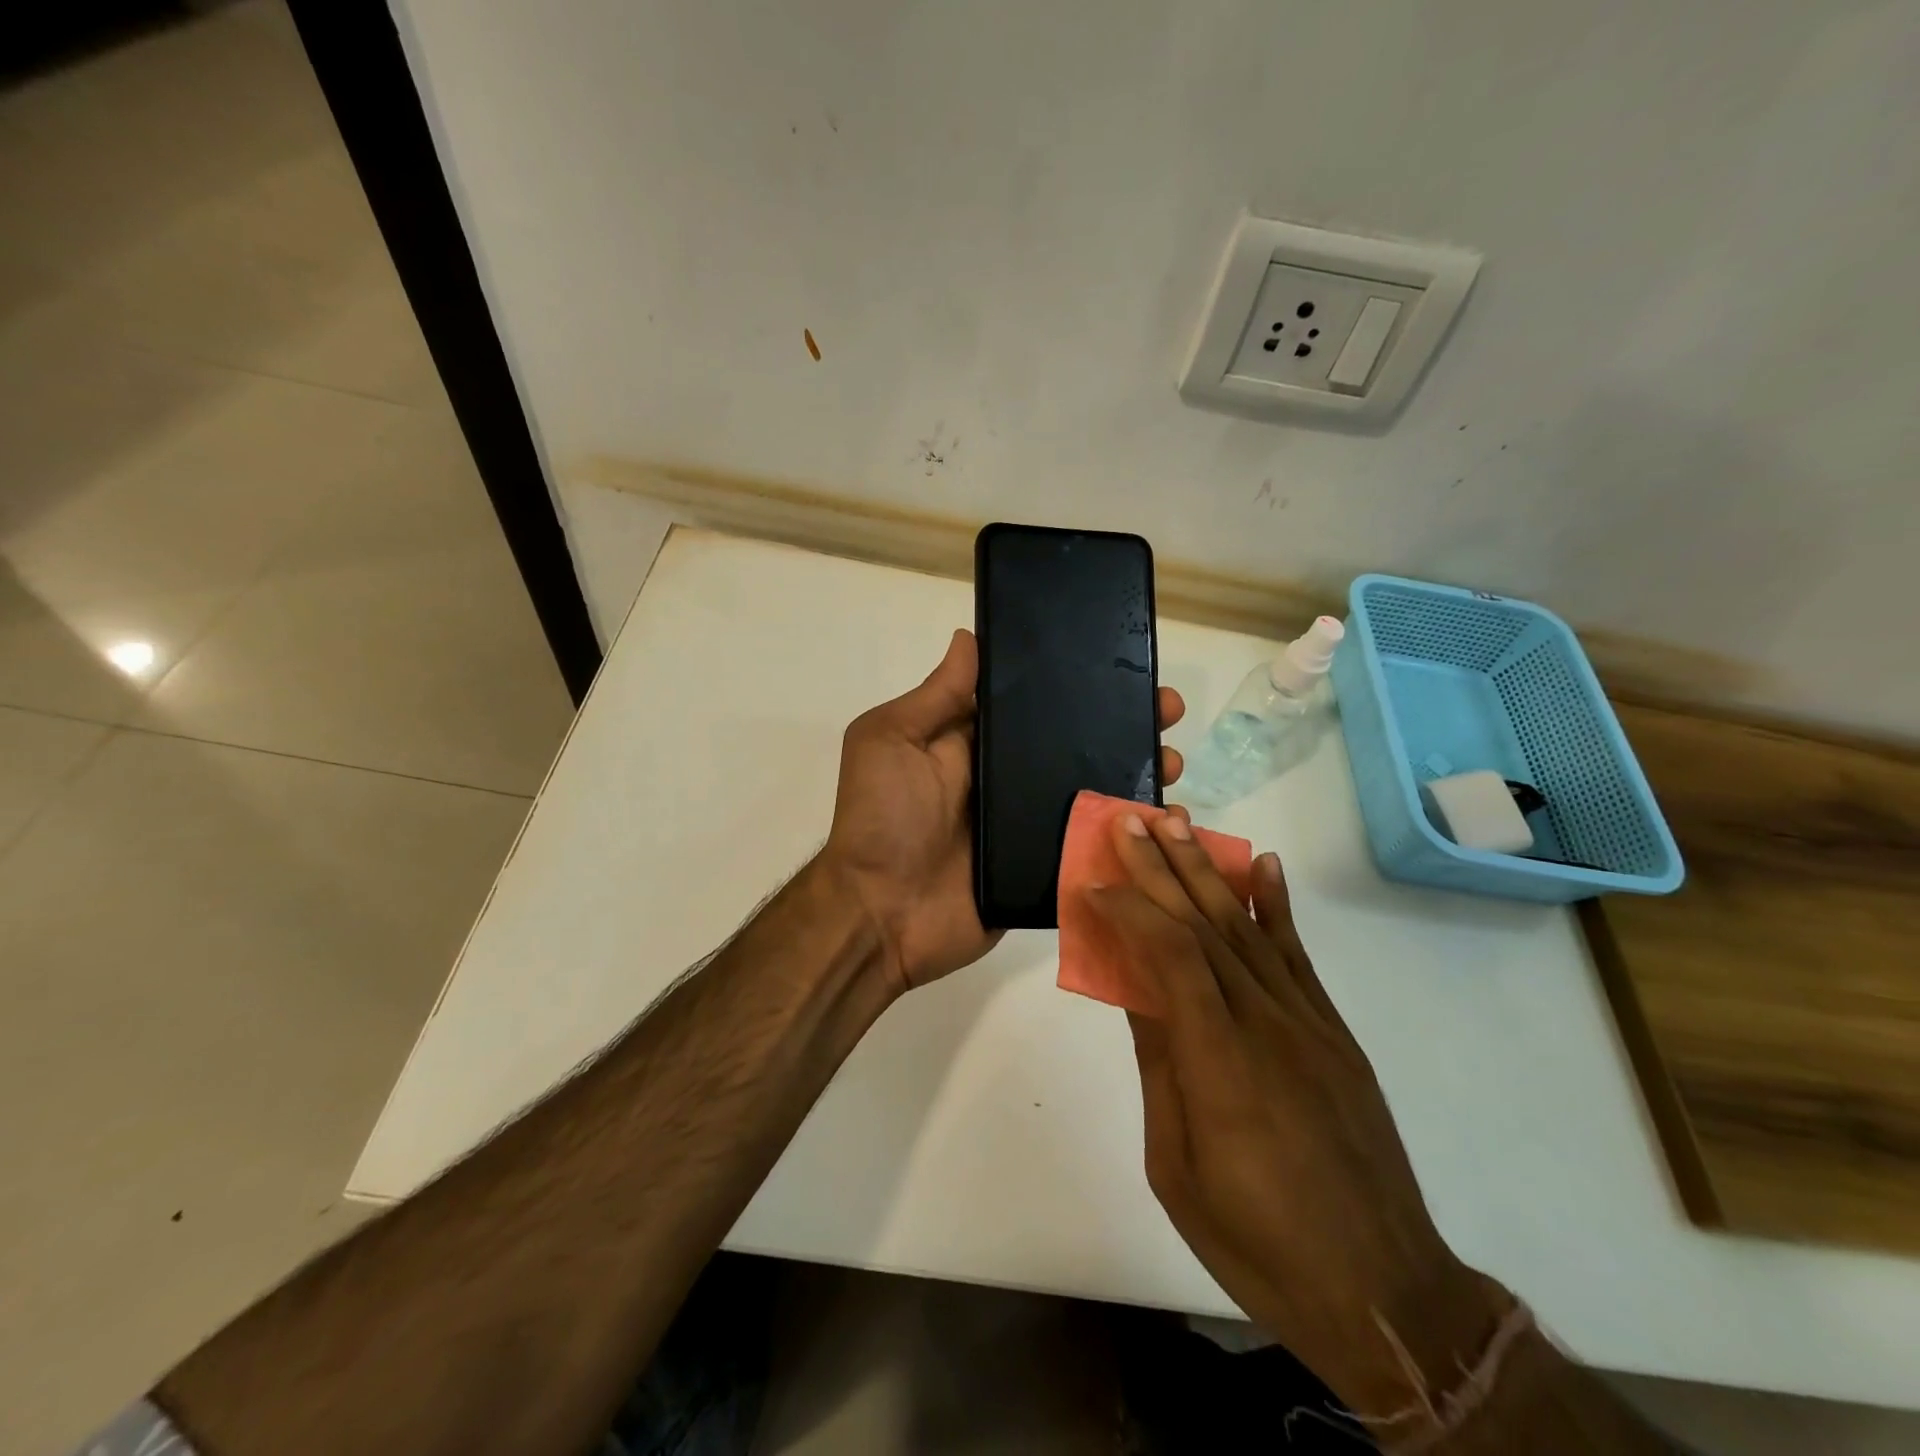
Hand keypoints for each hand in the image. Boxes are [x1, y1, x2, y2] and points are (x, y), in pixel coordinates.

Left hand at [822, 629, 1185, 992]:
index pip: (1037, 704)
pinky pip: (1094, 846)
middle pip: (1077, 745)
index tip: (1124, 666)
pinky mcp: (1045, 869)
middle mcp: (1009, 780)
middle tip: (1167, 713)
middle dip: (1124, 726)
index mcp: (977, 743)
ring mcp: (1031, 826)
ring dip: (1137, 775)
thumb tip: (970, 635)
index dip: (1079, 684)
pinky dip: (1129, 834)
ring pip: (1094, 792)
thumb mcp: (892, 740)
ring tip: (1174, 764)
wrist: (881, 915)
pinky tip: (1167, 822)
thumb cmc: (882, 819)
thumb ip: (936, 696)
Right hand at [1083, 815, 1509, 1418]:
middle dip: (1162, 867)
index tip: (1092, 884)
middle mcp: (1266, 1025)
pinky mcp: (1332, 1031)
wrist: (1384, 1291)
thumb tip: (1136, 992)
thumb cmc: (1259, 1243)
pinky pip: (1298, 956)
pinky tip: (1263, 866)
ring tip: (1179, 823)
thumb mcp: (1178, 1164)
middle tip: (1130, 819)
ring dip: (1207, 869)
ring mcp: (1306, 1023)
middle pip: (1205, 926)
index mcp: (1220, 1064)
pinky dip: (1276, 905)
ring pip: (1246, 927)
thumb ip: (1161, 1066)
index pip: (1170, 957)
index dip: (1130, 911)